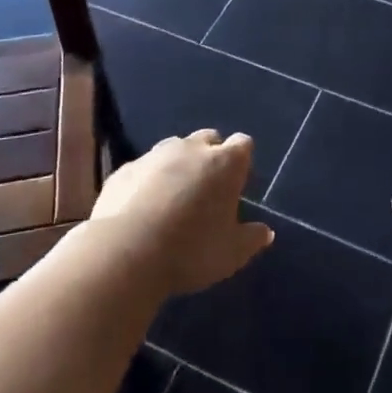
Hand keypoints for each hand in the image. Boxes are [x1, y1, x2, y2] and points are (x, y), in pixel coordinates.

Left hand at [89, 130, 272, 296]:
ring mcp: (155, 155)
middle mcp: (191, 149)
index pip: (243, 144)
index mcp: (224, 163)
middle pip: (208, 139)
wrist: (126, 252)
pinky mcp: (125, 169)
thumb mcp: (232, 253)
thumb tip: (266, 232)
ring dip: (178, 165)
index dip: (242, 160)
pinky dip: (148, 180)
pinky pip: (144, 168)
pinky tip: (143, 207)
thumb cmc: (191, 250)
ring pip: (173, 149)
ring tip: (174, 197)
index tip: (238, 183)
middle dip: (211, 155)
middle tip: (208, 189)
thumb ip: (251, 238)